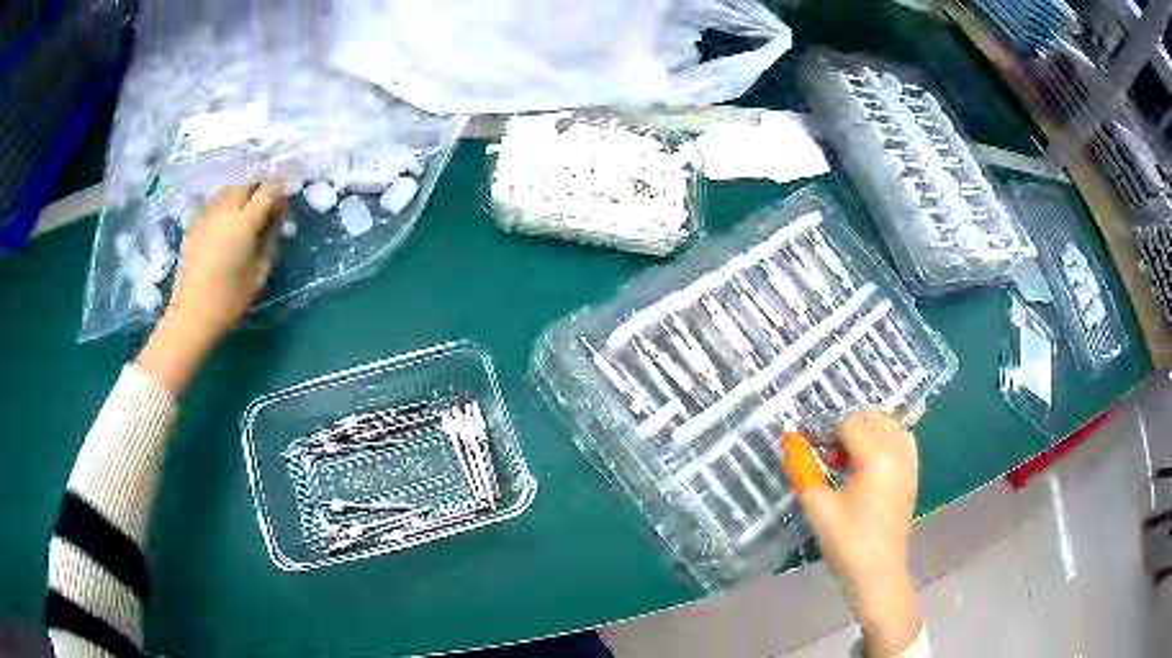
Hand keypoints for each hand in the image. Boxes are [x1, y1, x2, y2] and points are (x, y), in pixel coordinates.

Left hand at [137, 181, 286, 394]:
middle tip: (267, 202)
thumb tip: (276, 218)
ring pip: (228, 188)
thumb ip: (270, 239)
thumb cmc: (229, 301)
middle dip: (260, 185)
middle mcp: (224, 210)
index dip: (280, 186)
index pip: (267, 188)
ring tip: (246, 210)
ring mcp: (206, 214)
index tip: (285, 195)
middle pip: (246, 181)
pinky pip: (214, 201)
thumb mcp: (259, 273)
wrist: (190, 316)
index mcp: (244, 222)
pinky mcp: (194, 223)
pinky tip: (226, 222)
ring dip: (241, 192)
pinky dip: (225, 203)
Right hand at [782, 411, 921, 656]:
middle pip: (873, 417)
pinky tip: (871, 465)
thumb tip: (791, 439)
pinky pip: (903, 441)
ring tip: (849, 459)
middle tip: (829, 457)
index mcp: (876, 458)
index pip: (850, 423)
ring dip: (869, 432)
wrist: (877, 573)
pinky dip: (886, 441)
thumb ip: (803, 469)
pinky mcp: (913, 475)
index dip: (827, 431)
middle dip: (848, 428)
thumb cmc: (847, 542)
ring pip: (890, 426)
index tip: (812, 449)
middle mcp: (897, 452)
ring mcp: (909, 463)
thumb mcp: (819, 507)